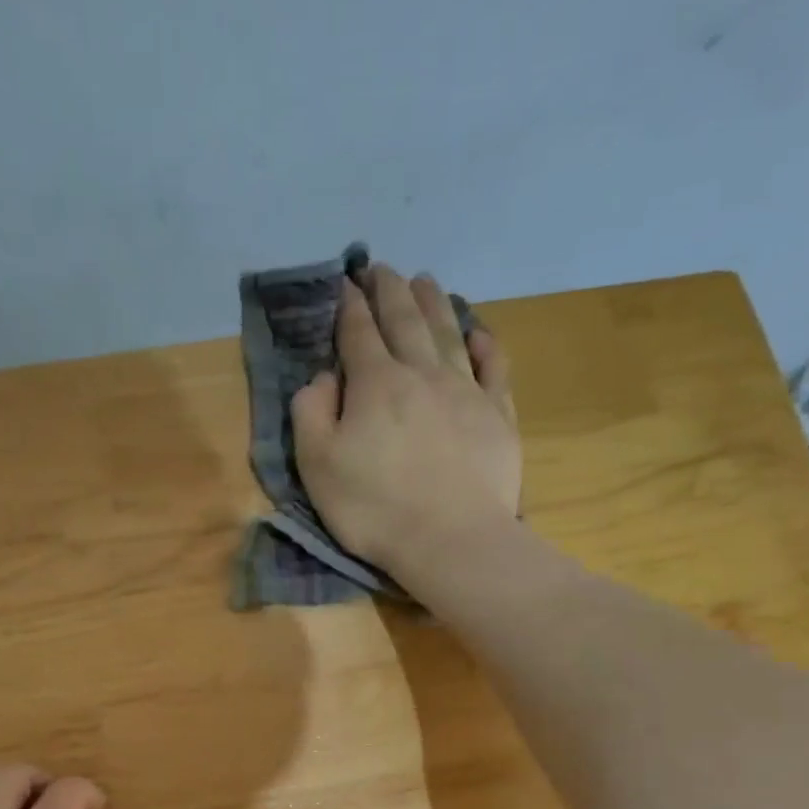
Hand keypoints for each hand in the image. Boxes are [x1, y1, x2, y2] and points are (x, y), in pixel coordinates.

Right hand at [291, 264, 521, 577]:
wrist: (450, 539)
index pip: (358, 333)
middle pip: (405, 320)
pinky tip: (478, 332)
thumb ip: (311, 413)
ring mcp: (465, 392)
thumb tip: (324, 376)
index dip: (349, 306)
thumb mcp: (317, 466)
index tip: (345, 284)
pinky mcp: (497, 416)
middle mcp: (422, 374)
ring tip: (425, 280)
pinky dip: (485, 344)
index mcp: (375, 384)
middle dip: (390, 291)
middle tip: (381, 268)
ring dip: (435, 303)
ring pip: (448, 333)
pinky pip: (493, 367)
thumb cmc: (373, 508)